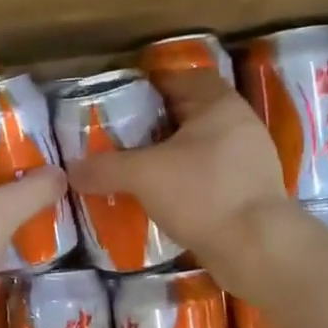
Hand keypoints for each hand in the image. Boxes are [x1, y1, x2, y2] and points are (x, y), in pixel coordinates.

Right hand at [65, 70, 298, 297]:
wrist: (257, 248)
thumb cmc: (202, 194)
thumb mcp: (143, 175)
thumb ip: (105, 168)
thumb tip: (70, 170)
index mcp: (219, 105)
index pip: (184, 79)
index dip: (152, 85)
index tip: (122, 101)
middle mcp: (240, 125)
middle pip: (191, 114)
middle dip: (156, 124)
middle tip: (121, 137)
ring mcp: (249, 161)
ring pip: (200, 147)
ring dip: (170, 155)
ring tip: (136, 168)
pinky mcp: (249, 193)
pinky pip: (209, 176)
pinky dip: (184, 181)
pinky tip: (160, 197)